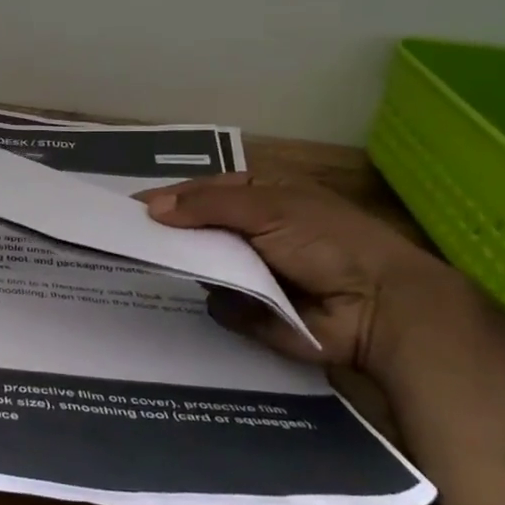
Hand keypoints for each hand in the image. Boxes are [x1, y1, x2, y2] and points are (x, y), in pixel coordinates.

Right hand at [139, 173, 468, 376]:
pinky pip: (216, 304)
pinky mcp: (253, 312)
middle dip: (168, 234)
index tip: (127, 209)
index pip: (199, 193)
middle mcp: (250, 232)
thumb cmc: (326, 241)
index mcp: (257, 196)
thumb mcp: (266, 206)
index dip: (166, 199)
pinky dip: (213, 301)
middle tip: (125, 239)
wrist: (379, 307)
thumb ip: (207, 205)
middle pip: (195, 230)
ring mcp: (250, 273)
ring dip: (185, 267)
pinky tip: (202, 297)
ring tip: (146, 265)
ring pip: (201, 267)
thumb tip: (152, 209)